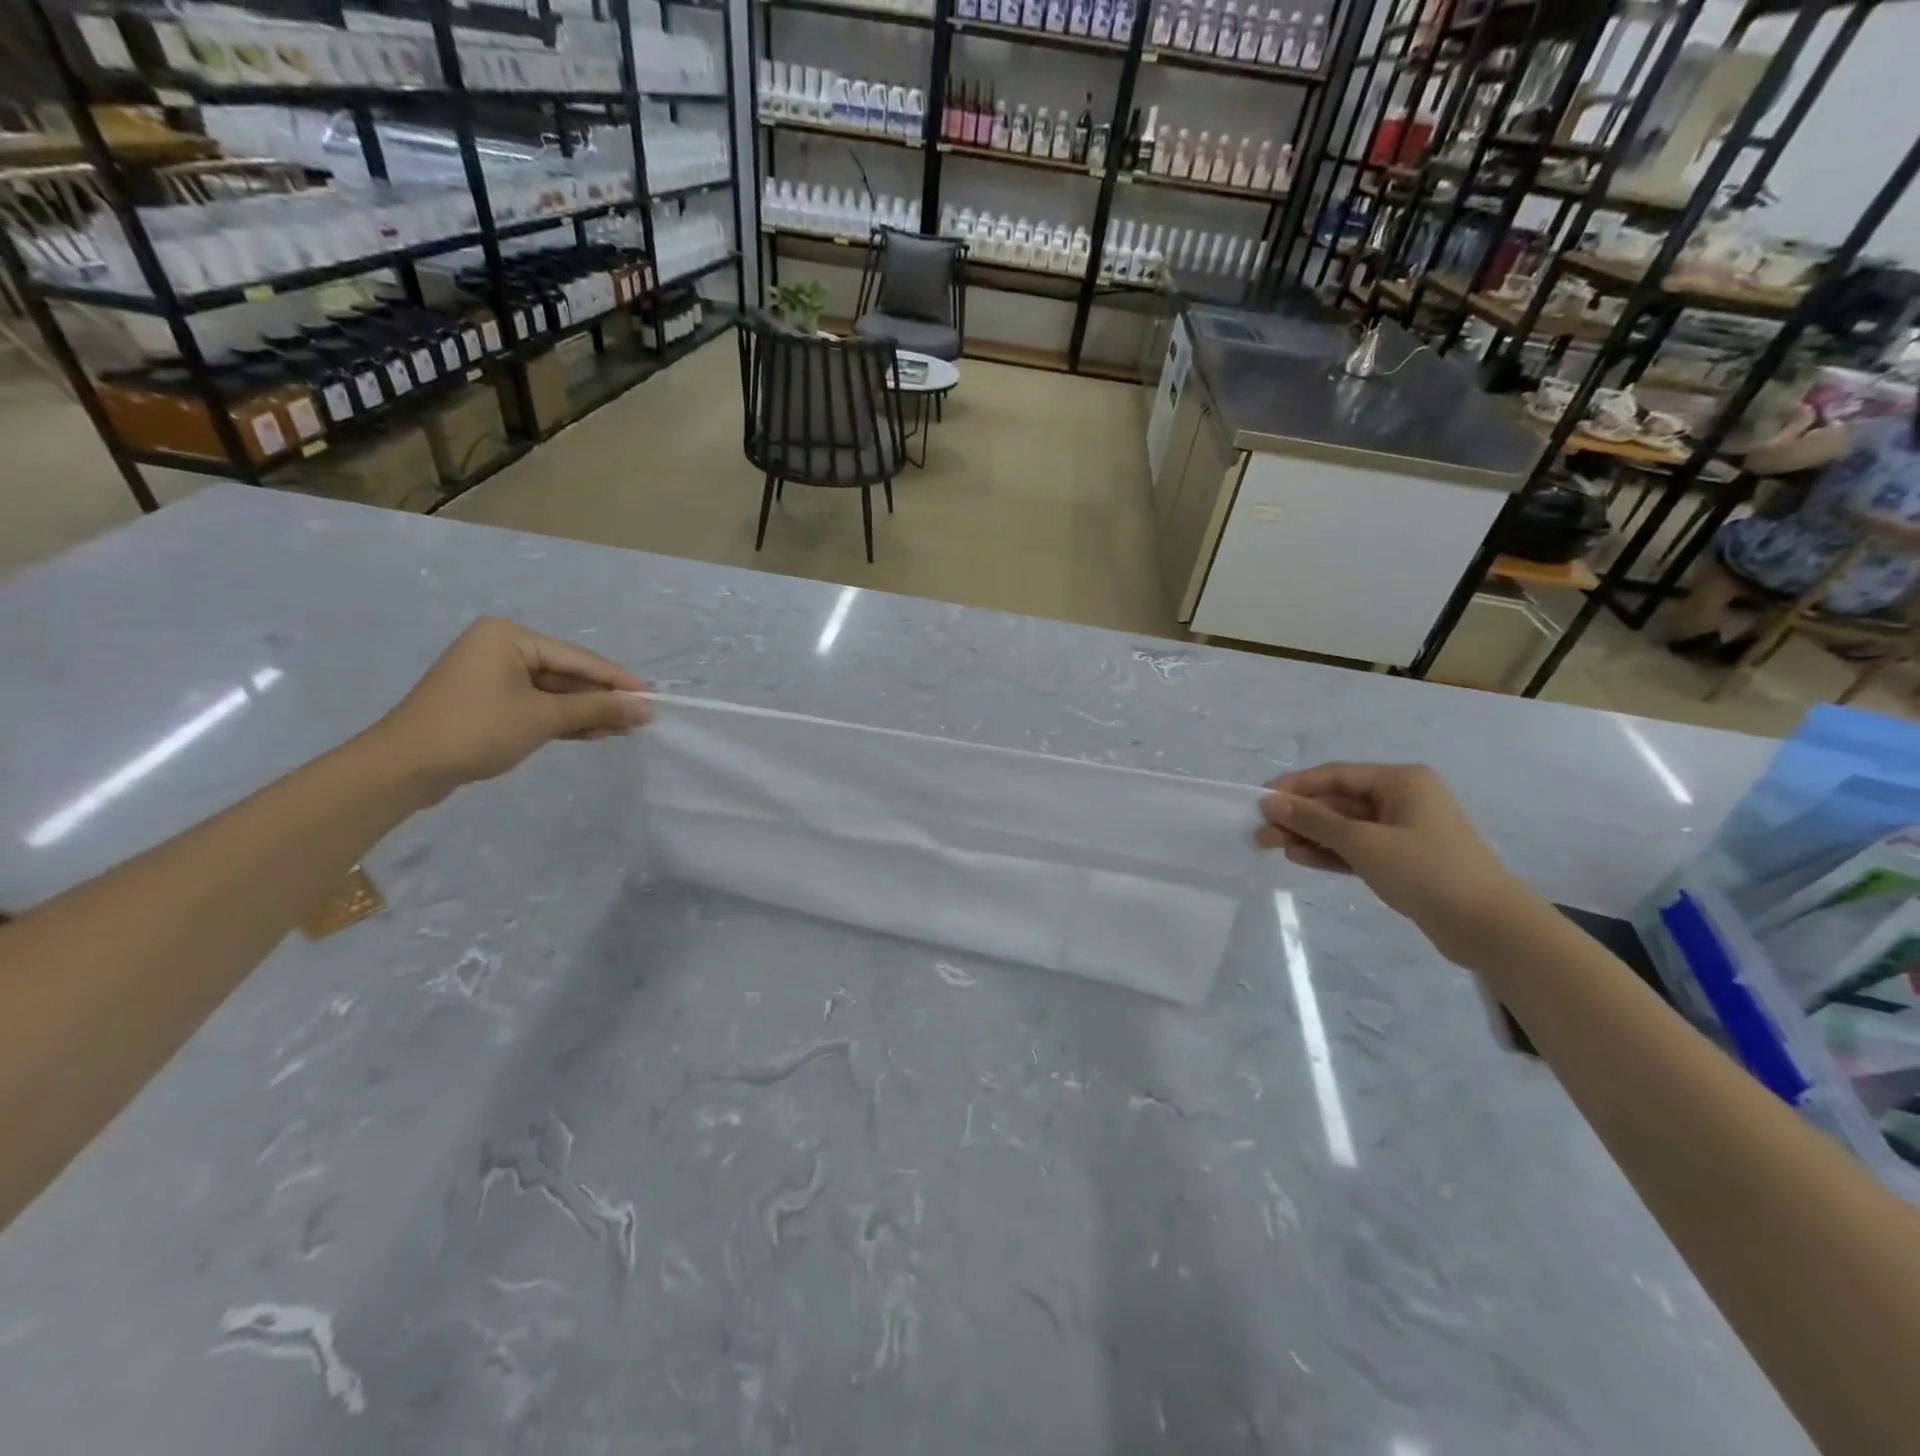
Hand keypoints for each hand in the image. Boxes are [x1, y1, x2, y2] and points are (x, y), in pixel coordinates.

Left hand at [367, 617, 650, 803]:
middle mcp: (501, 647)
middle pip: (567, 674)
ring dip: (585, 712)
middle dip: (602, 699)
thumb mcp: (544, 718)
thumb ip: (597, 710)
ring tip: (623, 731)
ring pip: (553, 692)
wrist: (404, 768)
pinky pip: (535, 704)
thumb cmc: (477, 729)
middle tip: (640, 720)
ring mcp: (492, 675)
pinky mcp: (487, 701)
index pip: (578, 659)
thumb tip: (644, 709)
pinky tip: (593, 733)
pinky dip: (562, 719)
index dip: (618, 681)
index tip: (653, 699)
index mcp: (510, 637)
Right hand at [1258, 762, 1534, 964]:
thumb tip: (1270, 802)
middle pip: (1339, 801)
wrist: (1488, 927)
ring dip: (1310, 836)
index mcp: (1401, 781)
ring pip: (1346, 827)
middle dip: (1299, 816)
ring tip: (1272, 848)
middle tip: (1261, 833)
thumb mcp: (1362, 842)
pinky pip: (1358, 848)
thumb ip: (1314, 821)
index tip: (1260, 801)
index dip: (1295, 787)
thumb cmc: (1426, 870)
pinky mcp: (1404, 860)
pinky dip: (1331, 853)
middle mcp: (1403, 799)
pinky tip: (1300, 858)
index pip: (1336, 775)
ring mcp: (1405, 831)